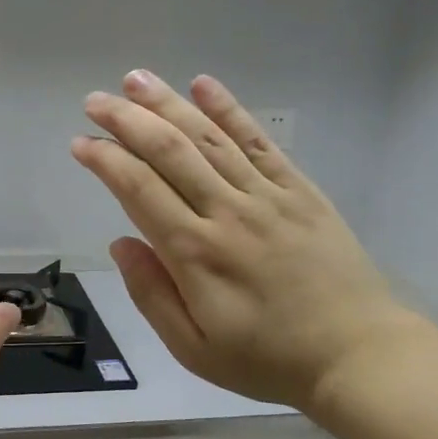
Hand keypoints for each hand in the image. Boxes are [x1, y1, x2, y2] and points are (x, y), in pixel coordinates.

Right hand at [72, 71, 426, 410]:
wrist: (356, 353)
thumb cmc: (266, 359)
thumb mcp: (193, 349)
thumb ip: (152, 294)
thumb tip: (120, 243)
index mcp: (195, 254)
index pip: (139, 189)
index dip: (106, 160)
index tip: (81, 143)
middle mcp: (227, 212)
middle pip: (170, 151)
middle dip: (128, 120)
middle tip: (96, 100)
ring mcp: (267, 196)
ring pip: (209, 137)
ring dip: (169, 104)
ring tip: (136, 79)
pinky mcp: (299, 190)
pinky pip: (259, 141)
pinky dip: (230, 110)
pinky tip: (204, 85)